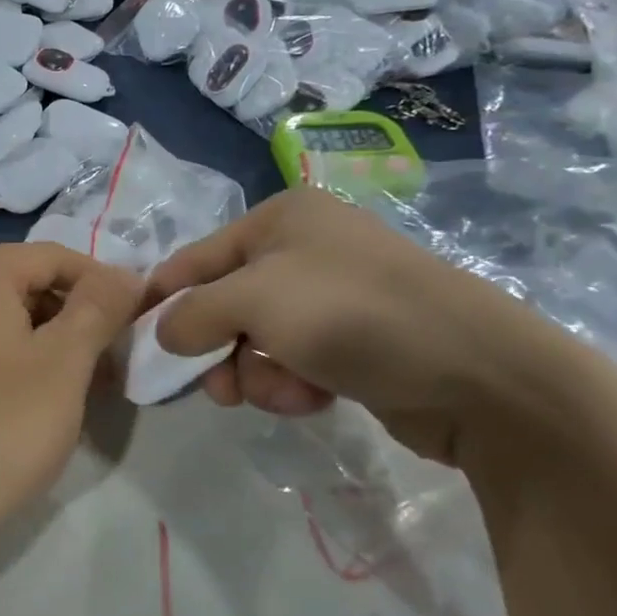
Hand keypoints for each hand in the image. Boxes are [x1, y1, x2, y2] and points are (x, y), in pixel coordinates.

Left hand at [0, 242, 142, 580]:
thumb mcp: (63, 366)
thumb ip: (100, 307)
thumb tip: (125, 273)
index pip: (58, 258)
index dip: (105, 290)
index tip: (134, 333)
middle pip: (22, 283)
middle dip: (70, 321)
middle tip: (104, 373)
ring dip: (37, 343)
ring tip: (63, 394)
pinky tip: (11, 404)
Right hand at [146, 185, 607, 467]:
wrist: (479, 373)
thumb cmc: (353, 315)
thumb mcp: (255, 300)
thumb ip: (192, 313)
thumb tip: (162, 333)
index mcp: (279, 218)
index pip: (193, 259)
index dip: (162, 302)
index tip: (136, 347)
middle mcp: (303, 248)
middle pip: (223, 304)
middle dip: (217, 349)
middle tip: (219, 388)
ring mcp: (331, 296)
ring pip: (255, 340)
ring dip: (257, 373)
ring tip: (285, 391)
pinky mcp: (353, 341)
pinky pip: (292, 361)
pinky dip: (292, 383)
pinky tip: (314, 397)